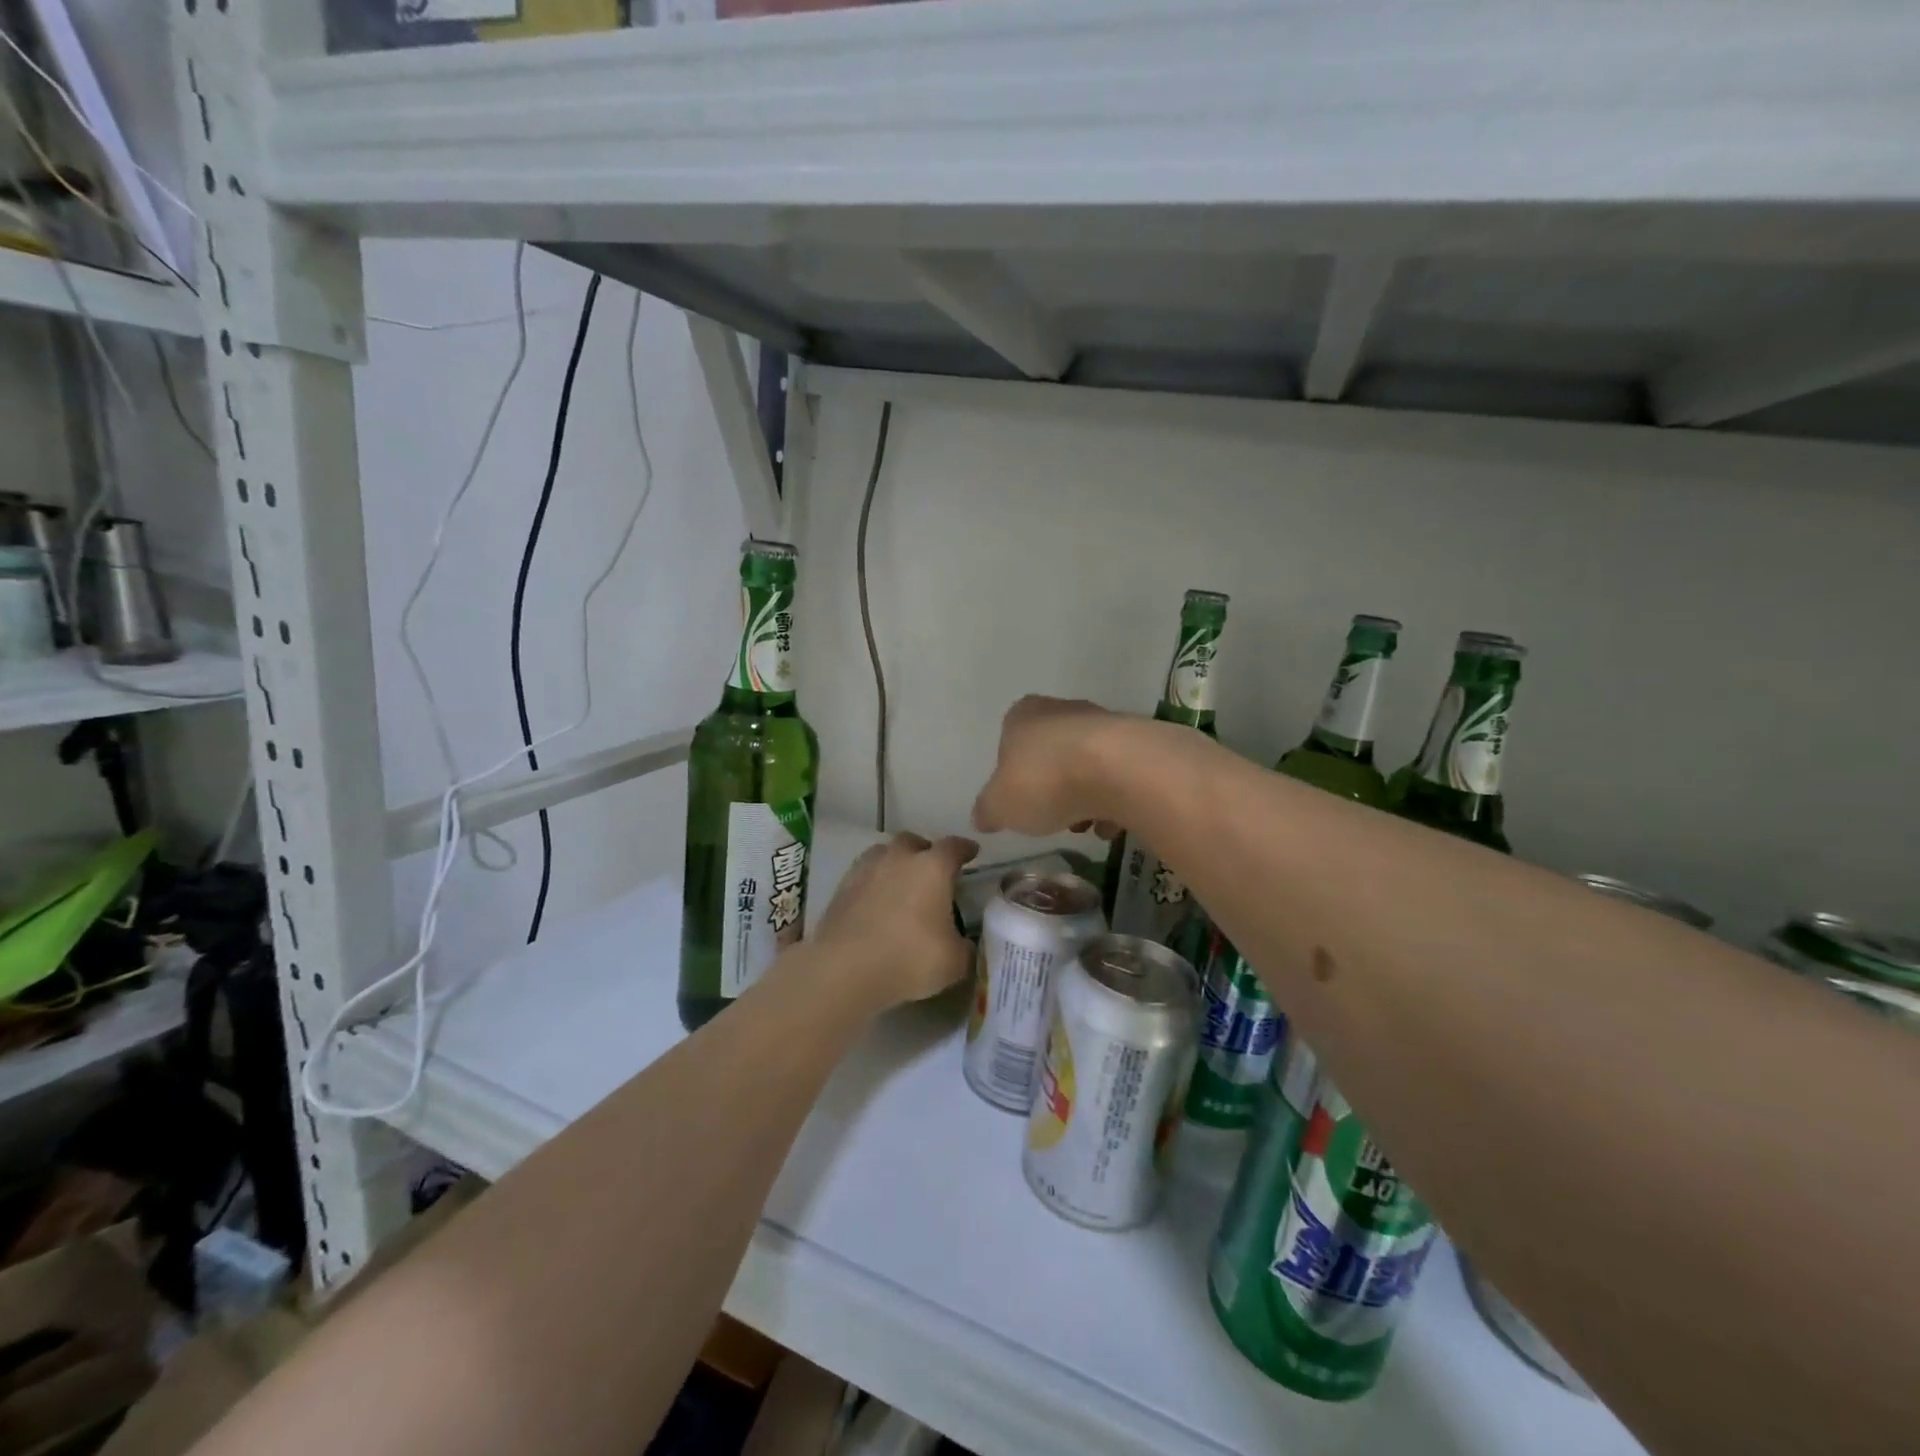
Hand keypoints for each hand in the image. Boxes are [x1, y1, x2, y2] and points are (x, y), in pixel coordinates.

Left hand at [807, 833, 979, 1008]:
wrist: (844, 969)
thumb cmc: (908, 959)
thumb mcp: (954, 962)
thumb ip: (964, 947)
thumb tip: (963, 943)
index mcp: (932, 868)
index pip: (954, 847)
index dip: (965, 849)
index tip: (972, 853)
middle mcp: (899, 859)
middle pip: (914, 842)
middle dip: (925, 852)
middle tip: (932, 872)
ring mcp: (865, 870)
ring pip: (883, 854)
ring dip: (895, 863)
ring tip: (900, 884)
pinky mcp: (841, 888)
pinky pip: (863, 875)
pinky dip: (873, 883)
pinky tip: (875, 902)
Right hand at [972, 696, 1125, 837]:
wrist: (1119, 770)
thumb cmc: (1045, 780)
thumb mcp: (999, 805)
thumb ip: (988, 810)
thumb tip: (984, 816)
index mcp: (1023, 715)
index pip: (1010, 739)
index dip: (1013, 773)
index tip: (1019, 800)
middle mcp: (1063, 710)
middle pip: (1051, 752)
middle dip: (1051, 785)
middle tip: (1051, 814)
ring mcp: (1104, 724)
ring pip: (1086, 765)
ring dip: (1084, 796)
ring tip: (1085, 824)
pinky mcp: (1138, 745)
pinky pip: (1119, 777)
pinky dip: (1115, 800)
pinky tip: (1113, 822)